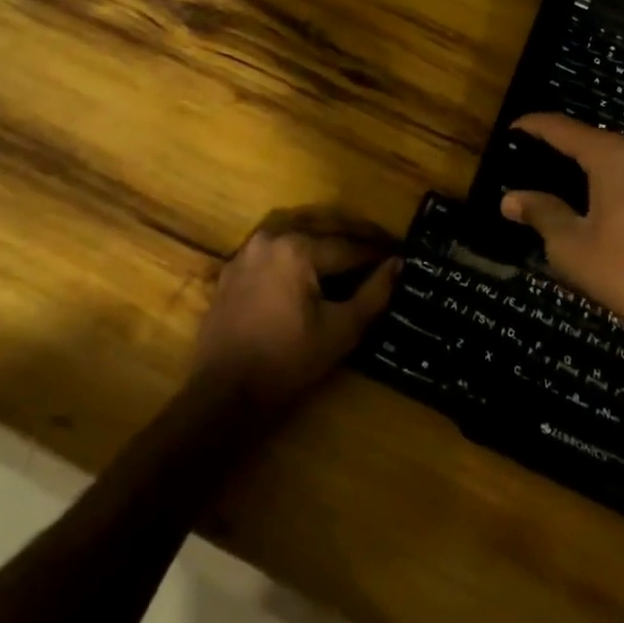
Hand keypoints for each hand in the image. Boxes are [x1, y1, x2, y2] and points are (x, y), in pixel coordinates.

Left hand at [190, 208, 400, 414]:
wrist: (223, 394)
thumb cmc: (287, 362)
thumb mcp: (341, 331)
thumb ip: (374, 294)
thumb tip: (399, 264)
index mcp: (298, 248)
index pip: (348, 246)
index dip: (377, 253)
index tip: (400, 254)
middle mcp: (271, 237)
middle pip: (322, 228)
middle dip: (353, 237)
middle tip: (380, 245)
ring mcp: (247, 250)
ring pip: (295, 230)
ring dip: (323, 235)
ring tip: (348, 249)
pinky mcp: (232, 268)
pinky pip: (272, 246)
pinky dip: (295, 247)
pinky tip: (308, 264)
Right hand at [501, 115, 623, 393]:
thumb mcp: (571, 245)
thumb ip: (541, 213)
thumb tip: (510, 199)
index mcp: (612, 156)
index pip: (562, 128)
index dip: (533, 126)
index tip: (510, 130)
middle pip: (591, 138)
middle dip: (560, 145)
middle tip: (530, 161)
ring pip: (615, 155)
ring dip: (587, 161)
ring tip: (559, 179)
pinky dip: (610, 176)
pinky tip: (596, 199)